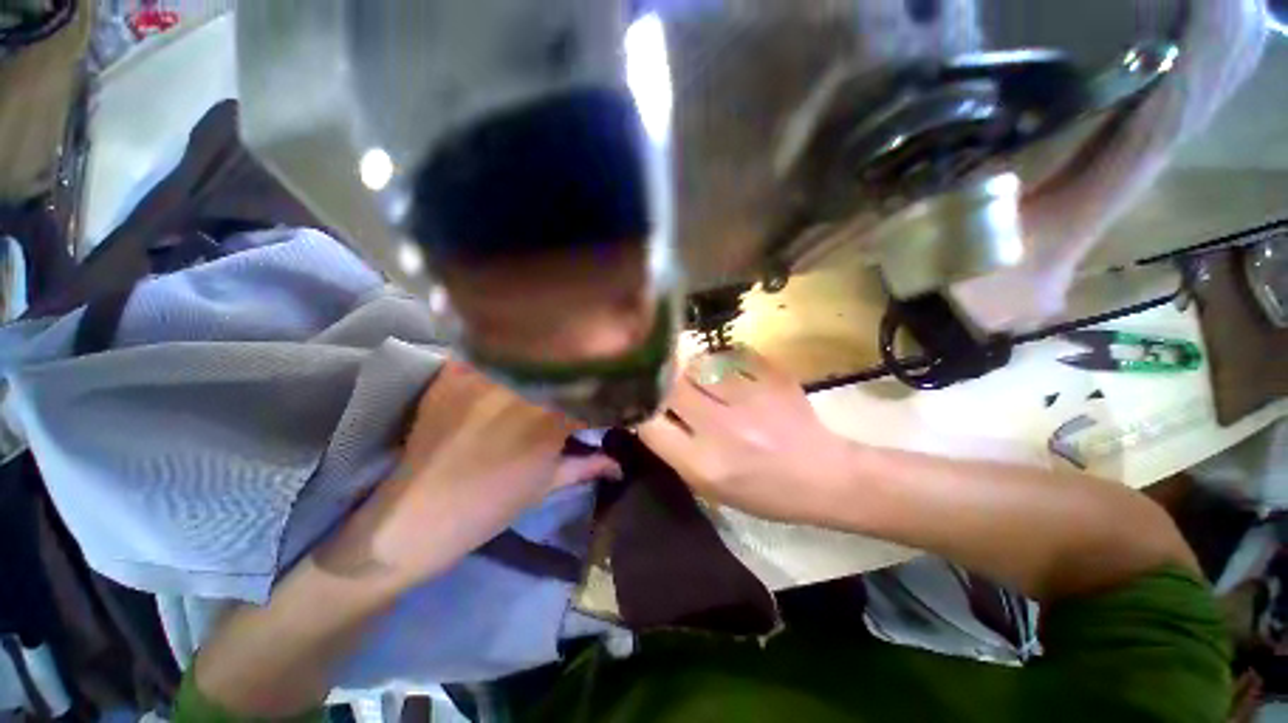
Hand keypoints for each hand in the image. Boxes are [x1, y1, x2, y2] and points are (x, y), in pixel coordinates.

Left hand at [318, 362, 619, 587]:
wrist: (411, 520)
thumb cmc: (488, 508)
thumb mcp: (545, 486)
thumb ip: (586, 466)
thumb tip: (618, 462)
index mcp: (549, 422)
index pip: (591, 393)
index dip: (603, 396)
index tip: (606, 398)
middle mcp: (521, 391)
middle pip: (563, 366)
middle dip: (577, 374)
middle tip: (579, 382)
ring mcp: (483, 378)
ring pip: (528, 354)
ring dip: (543, 363)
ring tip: (547, 372)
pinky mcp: (453, 374)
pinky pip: (490, 354)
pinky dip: (504, 359)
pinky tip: (509, 368)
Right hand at [637, 349, 853, 523]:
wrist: (825, 477)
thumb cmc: (765, 493)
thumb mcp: (712, 488)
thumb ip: (677, 452)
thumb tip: (651, 416)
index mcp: (704, 464)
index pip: (649, 424)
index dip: (640, 409)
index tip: (642, 403)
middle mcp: (721, 428)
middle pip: (670, 386)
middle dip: (662, 383)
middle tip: (668, 384)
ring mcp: (749, 399)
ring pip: (699, 365)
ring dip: (693, 370)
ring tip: (702, 380)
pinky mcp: (772, 378)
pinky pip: (732, 356)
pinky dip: (723, 362)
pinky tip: (730, 374)